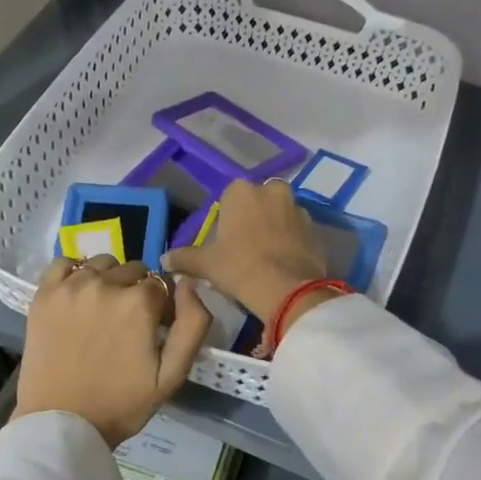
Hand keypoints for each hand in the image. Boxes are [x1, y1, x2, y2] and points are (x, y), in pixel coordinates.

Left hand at [14, 255, 213, 446]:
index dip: (161, 305)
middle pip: (133, 270)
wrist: (61, 424)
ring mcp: (71, 286)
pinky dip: (74, 272)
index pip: (161, 284)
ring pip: (102, 264)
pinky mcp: (44, 294)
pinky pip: (64, 263)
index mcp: (139, 303)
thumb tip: (188, 284)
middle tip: (127, 323)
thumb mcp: (172, 376)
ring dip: (108, 280)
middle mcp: (106, 284)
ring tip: (102, 310)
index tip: (154, 327)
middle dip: (136, 291)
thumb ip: (193, 325)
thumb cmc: (120, 404)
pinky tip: (77, 295)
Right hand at [163, 180, 340, 347]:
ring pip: (281, 215)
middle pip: (259, 202)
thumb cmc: (239, 266)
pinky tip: (283, 264)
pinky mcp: (316, 230)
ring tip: (266, 257)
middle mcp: (272, 190)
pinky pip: (298, 233)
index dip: (227, 219)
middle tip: (245, 247)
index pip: (230, 197)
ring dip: (275, 229)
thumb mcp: (205, 264)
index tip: (225, 241)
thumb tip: (164, 259)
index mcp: (242, 190)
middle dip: (254, 218)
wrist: (287, 289)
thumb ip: (184, 258)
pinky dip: (292, 243)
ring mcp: (298, 208)